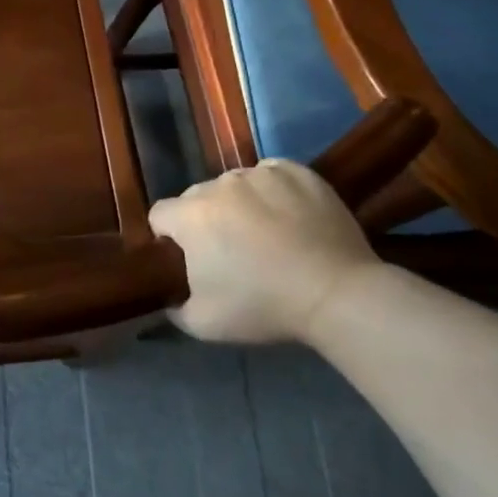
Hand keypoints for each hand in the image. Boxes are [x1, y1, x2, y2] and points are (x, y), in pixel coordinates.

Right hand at [148, 161, 377, 344]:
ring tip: (265, 233)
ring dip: (239, 204)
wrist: (337, 294)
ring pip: (234, 185)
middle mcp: (219, 185)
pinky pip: (271, 174)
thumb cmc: (264, 306)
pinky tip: (288, 215)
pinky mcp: (297, 172)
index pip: (160, 215)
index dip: (169, 238)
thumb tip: (169, 299)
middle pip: (197, 197)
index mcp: (190, 215)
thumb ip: (175, 308)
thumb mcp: (204, 324)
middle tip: (230, 251)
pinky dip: (272, 190)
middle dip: (205, 220)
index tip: (190, 259)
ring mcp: (260, 174)